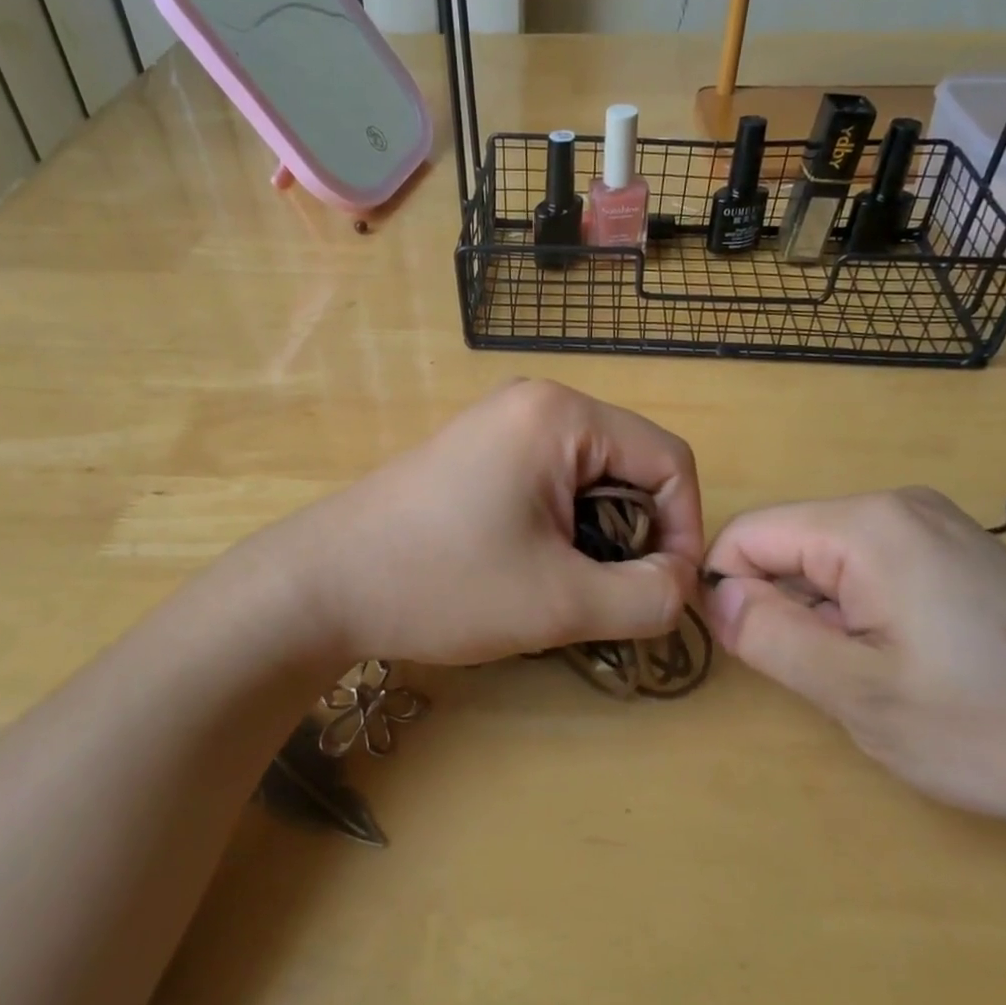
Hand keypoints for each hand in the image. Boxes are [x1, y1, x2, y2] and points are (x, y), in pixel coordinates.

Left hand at [262, 381, 702, 667]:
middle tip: (605, 595)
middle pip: (631, 465)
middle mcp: (536, 402)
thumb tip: (681, 583)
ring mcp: (502, 423)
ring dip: (597, 536)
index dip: (684, 529)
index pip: (670, 460)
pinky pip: (552, 480)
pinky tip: (529, 566)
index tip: (661, 592)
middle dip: (636, 535)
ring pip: (592, 478)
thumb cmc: (441, 583)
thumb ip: (646, 597)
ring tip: (564, 585)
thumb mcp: (560, 603)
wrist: (322, 584)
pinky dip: (561, 525)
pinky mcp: (479, 450)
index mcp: (562, 416)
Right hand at [703, 488, 1005, 851]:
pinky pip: (872, 571)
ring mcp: (935, 528)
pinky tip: (912, 667)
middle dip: (783, 610)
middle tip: (829, 682)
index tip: (755, 658)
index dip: (729, 594)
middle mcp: (896, 507)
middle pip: (788, 545)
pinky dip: (863, 616)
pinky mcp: (960, 555)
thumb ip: (770, 638)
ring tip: (876, 680)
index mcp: (865, 525)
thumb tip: (714, 596)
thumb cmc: (1000, 730)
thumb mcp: (861, 695)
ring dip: (824, 619)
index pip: (746, 535)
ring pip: (828, 562)